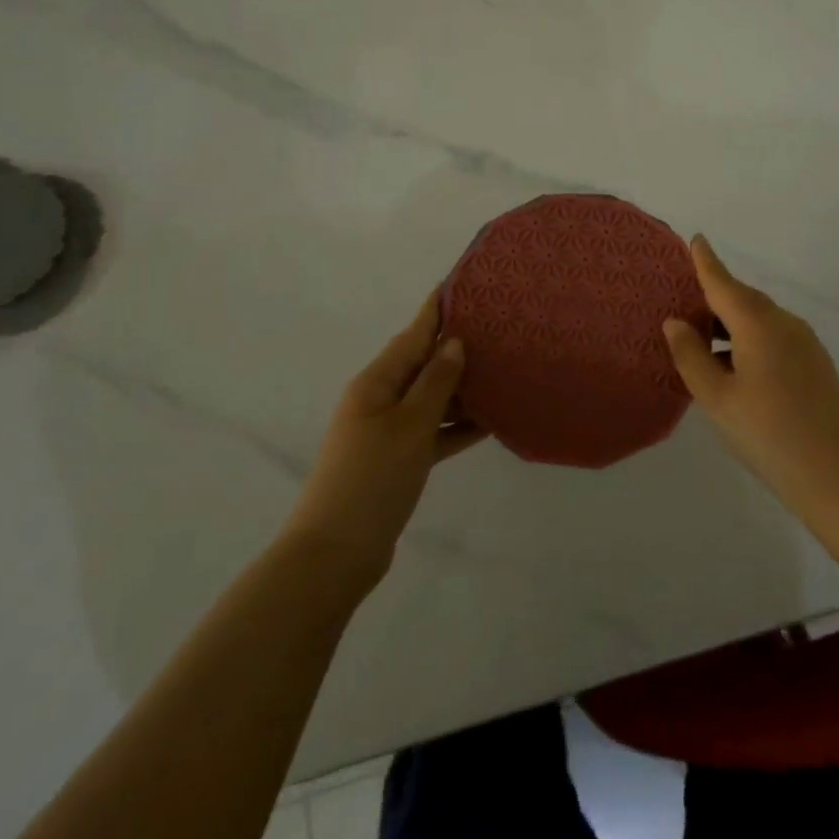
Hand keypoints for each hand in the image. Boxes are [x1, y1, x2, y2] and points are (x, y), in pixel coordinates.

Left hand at [285, 291, 485, 589]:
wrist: (335, 554)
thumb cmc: (372, 478)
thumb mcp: (409, 425)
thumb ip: (435, 382)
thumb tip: (453, 343)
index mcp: (376, 381)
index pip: (413, 334)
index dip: (436, 309)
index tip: (462, 284)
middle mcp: (380, 398)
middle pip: (423, 363)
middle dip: (456, 346)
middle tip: (498, 328)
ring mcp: (388, 431)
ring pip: (432, 398)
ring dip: (462, 387)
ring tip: (502, 369)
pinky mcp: (398, 460)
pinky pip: (433, 431)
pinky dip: (457, 425)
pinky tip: (491, 421)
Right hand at [663, 235, 838, 521]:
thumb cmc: (769, 435)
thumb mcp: (717, 398)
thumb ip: (692, 356)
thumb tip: (676, 322)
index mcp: (759, 324)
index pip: (724, 283)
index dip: (706, 262)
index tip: (695, 239)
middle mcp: (785, 324)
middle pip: (743, 299)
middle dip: (715, 296)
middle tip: (684, 304)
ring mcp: (806, 344)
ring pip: (760, 320)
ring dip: (731, 322)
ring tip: (703, 342)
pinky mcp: (817, 365)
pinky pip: (774, 337)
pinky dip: (749, 339)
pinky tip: (735, 367)